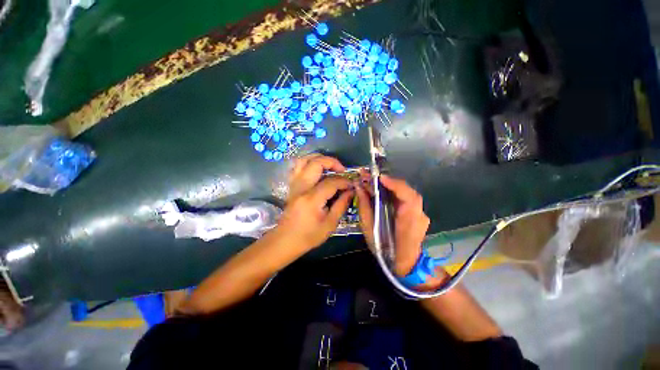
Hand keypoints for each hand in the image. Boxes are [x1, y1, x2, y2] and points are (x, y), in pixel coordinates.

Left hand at [276, 155, 353, 251]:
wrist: (285, 240)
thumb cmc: (309, 236)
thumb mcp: (330, 224)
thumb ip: (341, 205)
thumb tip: (350, 191)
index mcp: (311, 199)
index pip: (331, 182)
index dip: (344, 181)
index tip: (352, 185)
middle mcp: (301, 187)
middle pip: (316, 163)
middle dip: (332, 162)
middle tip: (342, 170)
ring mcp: (294, 185)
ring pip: (304, 160)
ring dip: (318, 158)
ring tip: (330, 166)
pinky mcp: (291, 186)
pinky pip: (298, 167)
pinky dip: (308, 163)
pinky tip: (317, 170)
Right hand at [355, 174, 429, 276]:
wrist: (406, 264)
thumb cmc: (385, 250)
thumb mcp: (370, 230)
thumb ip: (365, 208)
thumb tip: (359, 188)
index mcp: (409, 221)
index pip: (408, 197)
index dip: (395, 184)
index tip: (379, 178)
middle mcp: (419, 215)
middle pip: (407, 191)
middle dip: (389, 182)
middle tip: (370, 177)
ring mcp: (420, 214)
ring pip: (406, 194)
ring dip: (390, 186)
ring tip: (374, 182)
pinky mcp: (418, 214)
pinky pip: (405, 199)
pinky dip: (394, 193)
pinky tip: (383, 192)